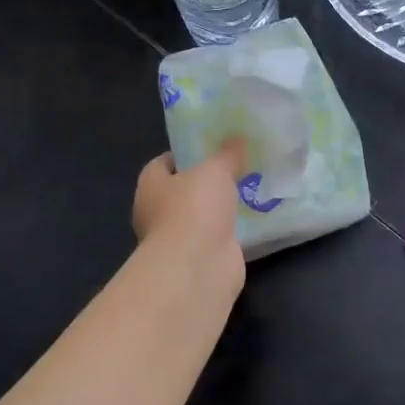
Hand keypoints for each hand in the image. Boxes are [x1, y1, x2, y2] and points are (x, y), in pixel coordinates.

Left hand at [132, 138, 248, 294]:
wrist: (198, 266)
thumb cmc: (194, 208)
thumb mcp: (215, 170)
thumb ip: (227, 155)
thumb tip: (237, 139)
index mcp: (150, 186)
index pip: (163, 163)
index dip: (185, 154)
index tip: (211, 147)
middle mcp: (158, 213)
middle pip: (183, 190)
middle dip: (206, 182)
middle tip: (236, 167)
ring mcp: (179, 239)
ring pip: (201, 216)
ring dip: (220, 208)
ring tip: (250, 189)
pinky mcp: (200, 259)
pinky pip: (217, 237)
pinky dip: (231, 230)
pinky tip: (254, 218)